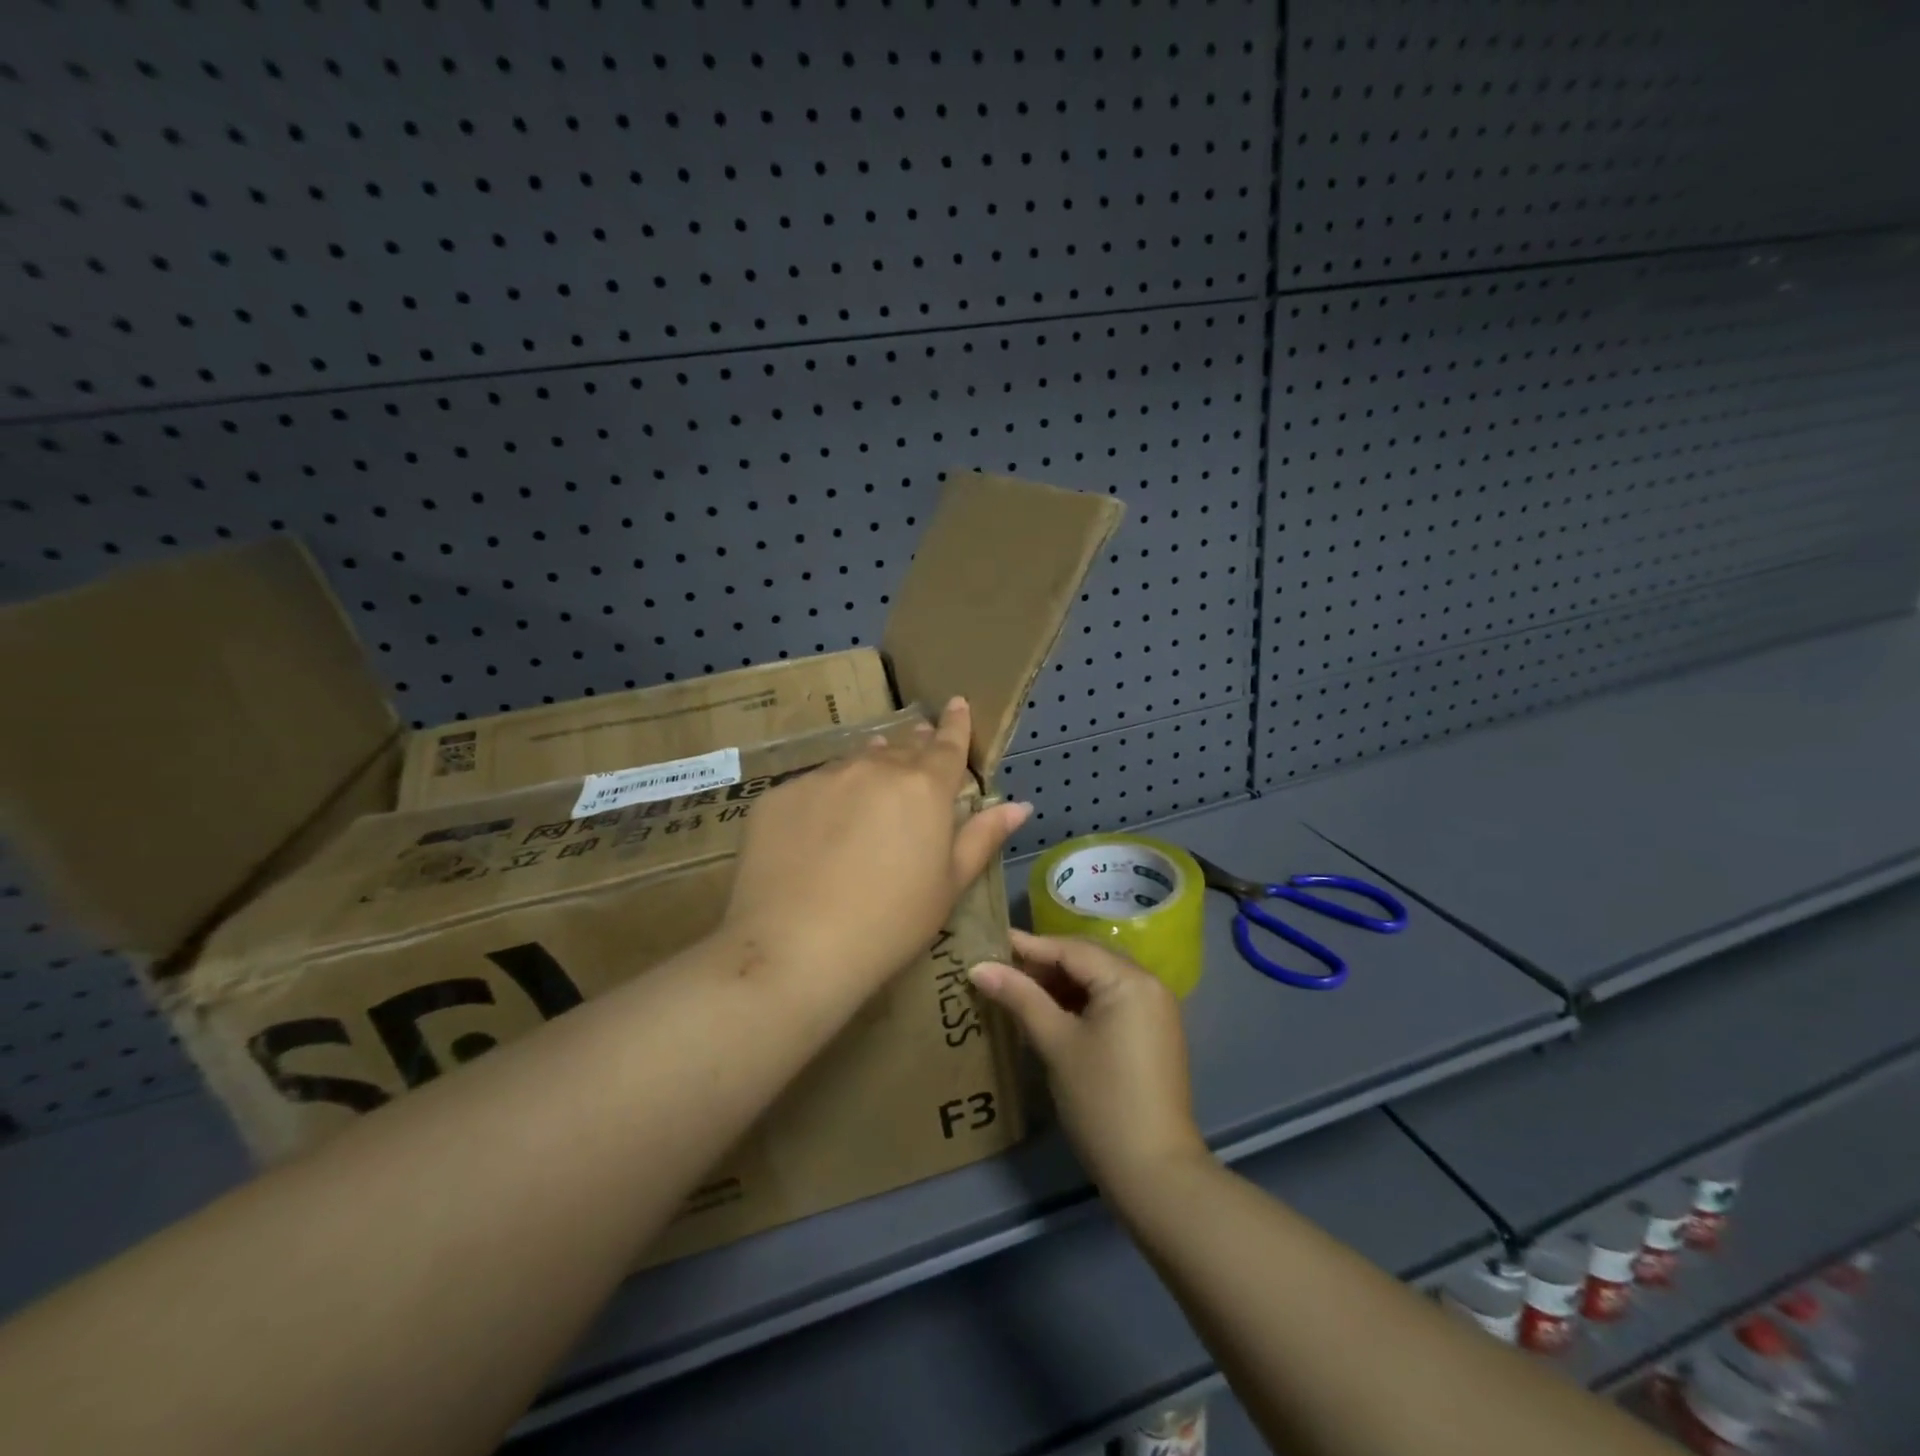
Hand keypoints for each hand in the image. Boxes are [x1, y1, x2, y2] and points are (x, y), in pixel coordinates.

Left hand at [724, 697, 1029, 1003]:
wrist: (795, 948)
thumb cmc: (890, 924)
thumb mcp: (948, 886)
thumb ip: (982, 838)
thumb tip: (1019, 805)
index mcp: (923, 788)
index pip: (947, 744)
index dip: (955, 724)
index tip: (956, 704)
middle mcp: (873, 769)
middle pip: (901, 748)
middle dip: (914, 744)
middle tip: (918, 744)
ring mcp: (821, 778)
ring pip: (854, 762)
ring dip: (870, 767)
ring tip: (872, 782)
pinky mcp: (779, 796)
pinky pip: (812, 786)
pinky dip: (825, 797)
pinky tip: (819, 829)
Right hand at [969, 930, 1208, 1196]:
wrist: (1154, 1172)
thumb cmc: (1101, 1100)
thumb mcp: (1056, 1043)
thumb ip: (1020, 997)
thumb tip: (979, 967)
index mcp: (1129, 980)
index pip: (1071, 949)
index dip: (1028, 947)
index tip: (989, 943)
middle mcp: (1149, 984)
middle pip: (1088, 959)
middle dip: (1044, 963)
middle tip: (1001, 970)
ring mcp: (1155, 1009)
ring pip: (1099, 980)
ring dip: (1061, 984)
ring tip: (1019, 991)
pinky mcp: (1153, 1033)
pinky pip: (1112, 1001)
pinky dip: (1081, 1002)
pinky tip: (1051, 1013)